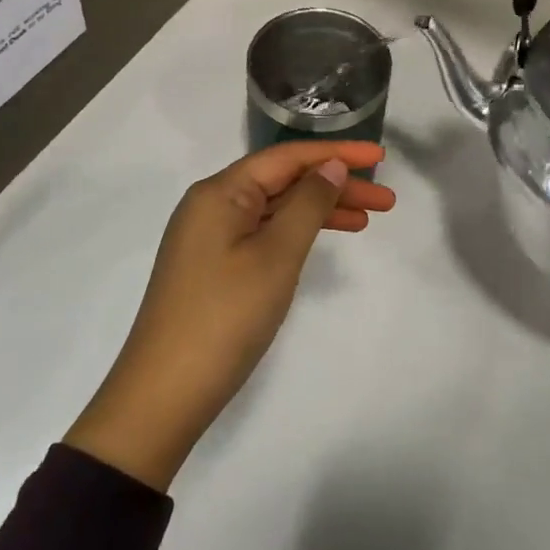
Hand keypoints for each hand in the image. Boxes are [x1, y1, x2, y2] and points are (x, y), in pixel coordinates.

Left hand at [64, 141, 394, 489]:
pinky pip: (264, 232)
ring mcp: (211, 236)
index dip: (337, 152)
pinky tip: (325, 240)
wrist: (164, 396)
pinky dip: (298, 233)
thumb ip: (308, 203)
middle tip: (386, 200)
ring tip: (368, 220)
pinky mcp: (214, 265)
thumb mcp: (276, 255)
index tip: (381, 156)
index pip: (288, 157)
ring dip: (322, 210)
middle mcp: (213, 204)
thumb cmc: (225, 317)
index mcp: (221, 192)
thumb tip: (331, 166)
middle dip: (336, 185)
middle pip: (284, 180)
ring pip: (277, 208)